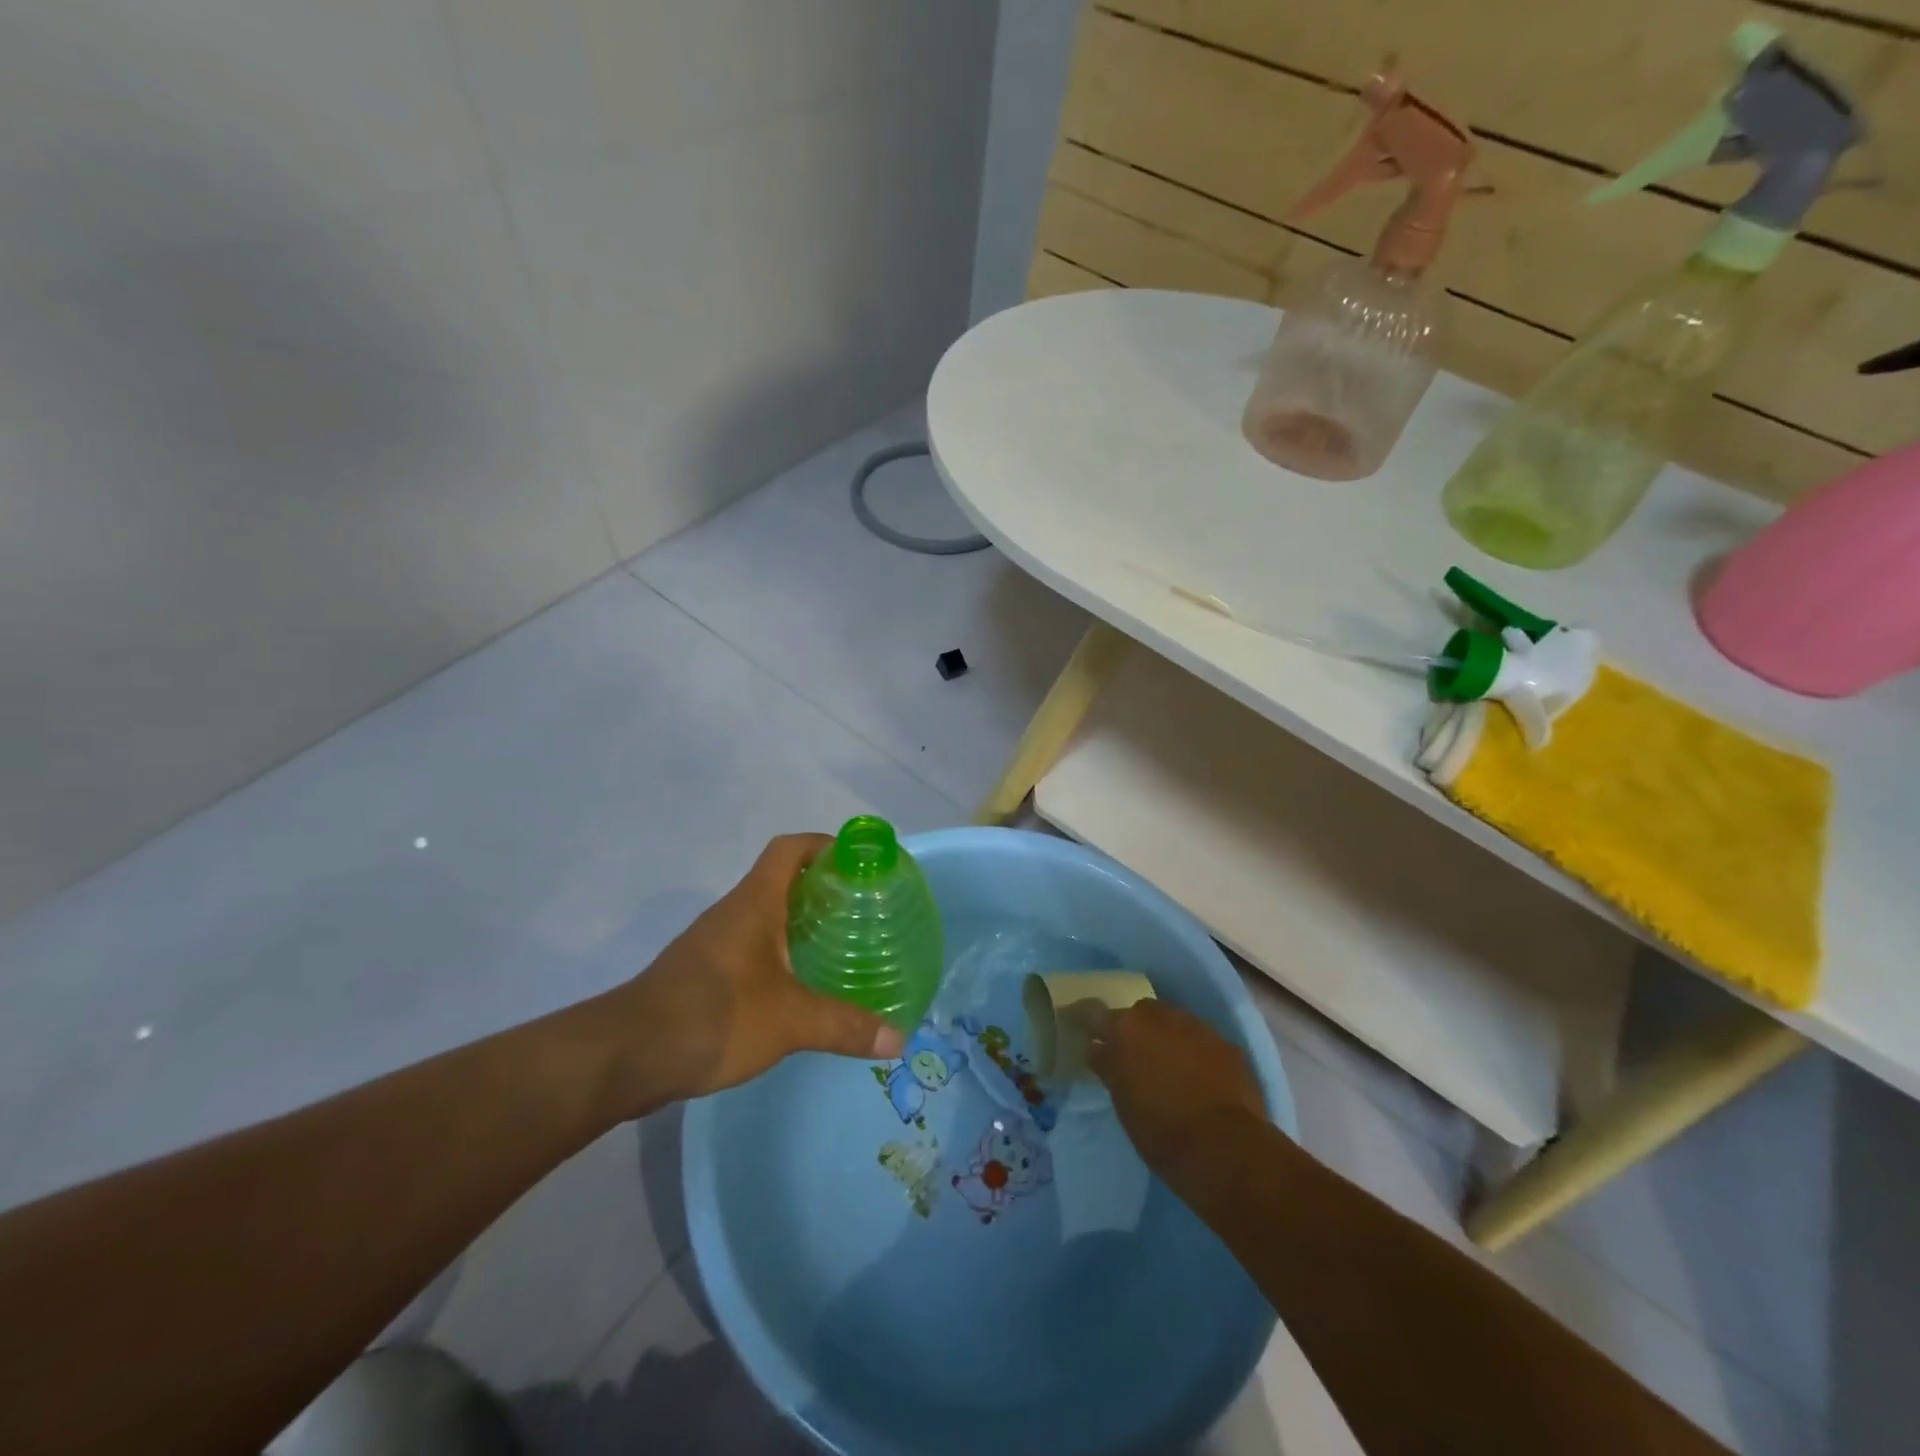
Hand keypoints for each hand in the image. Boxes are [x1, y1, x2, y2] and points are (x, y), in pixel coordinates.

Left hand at [591, 834, 906, 1117]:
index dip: (823, 845)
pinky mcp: (703, 975)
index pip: (789, 849)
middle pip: (781, 881)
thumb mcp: (790, 1021)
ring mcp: (714, 944)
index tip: (858, 862)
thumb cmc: (714, 1016)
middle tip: (863, 910)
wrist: (627, 1056)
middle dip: (822, 888)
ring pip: (766, 917)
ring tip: (842, 945)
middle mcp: (733, 913)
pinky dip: (780, 955)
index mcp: (754, 903)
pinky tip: (801, 985)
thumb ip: (845, 1026)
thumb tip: (898, 1040)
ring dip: (800, 923)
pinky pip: (752, 949)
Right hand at [1088, 1000, 1267, 1172]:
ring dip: (1170, 1039)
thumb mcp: (1122, 1101)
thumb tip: (1098, 1048)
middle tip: (1137, 1058)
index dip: (1093, 1025)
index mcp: (1127, 1028)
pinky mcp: (1228, 1046)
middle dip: (1138, 1030)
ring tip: (1172, 1069)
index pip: (1097, 1013)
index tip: (1090, 1036)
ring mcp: (1199, 1028)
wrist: (1224, 1149)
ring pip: (1176, 1024)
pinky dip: (1198, 1054)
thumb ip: (1109, 1066)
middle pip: (1142, 1013)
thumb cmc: (1160, 1130)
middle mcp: (1162, 1016)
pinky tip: (1202, 1079)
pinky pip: (1204, 1042)